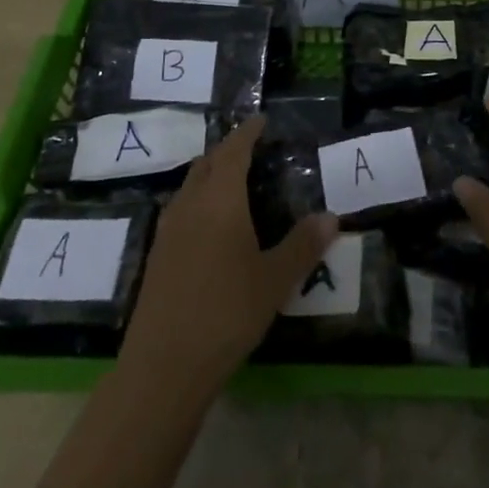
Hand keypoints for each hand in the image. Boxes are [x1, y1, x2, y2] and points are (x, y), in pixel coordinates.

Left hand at [118, 114, 336, 399]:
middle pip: (208, 163)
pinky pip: (180, 210)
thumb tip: (331, 216)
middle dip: (228, 151)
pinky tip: (210, 226)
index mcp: (220, 200)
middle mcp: (191, 204)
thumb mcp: (274, 280)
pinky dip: (198, 201)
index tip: (261, 119)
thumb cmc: (226, 313)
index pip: (234, 151)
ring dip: (210, 175)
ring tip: (233, 183)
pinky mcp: (157, 256)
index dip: (248, 132)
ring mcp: (168, 231)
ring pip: (190, 186)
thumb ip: (302, 246)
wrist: (162, 367)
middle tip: (252, 150)